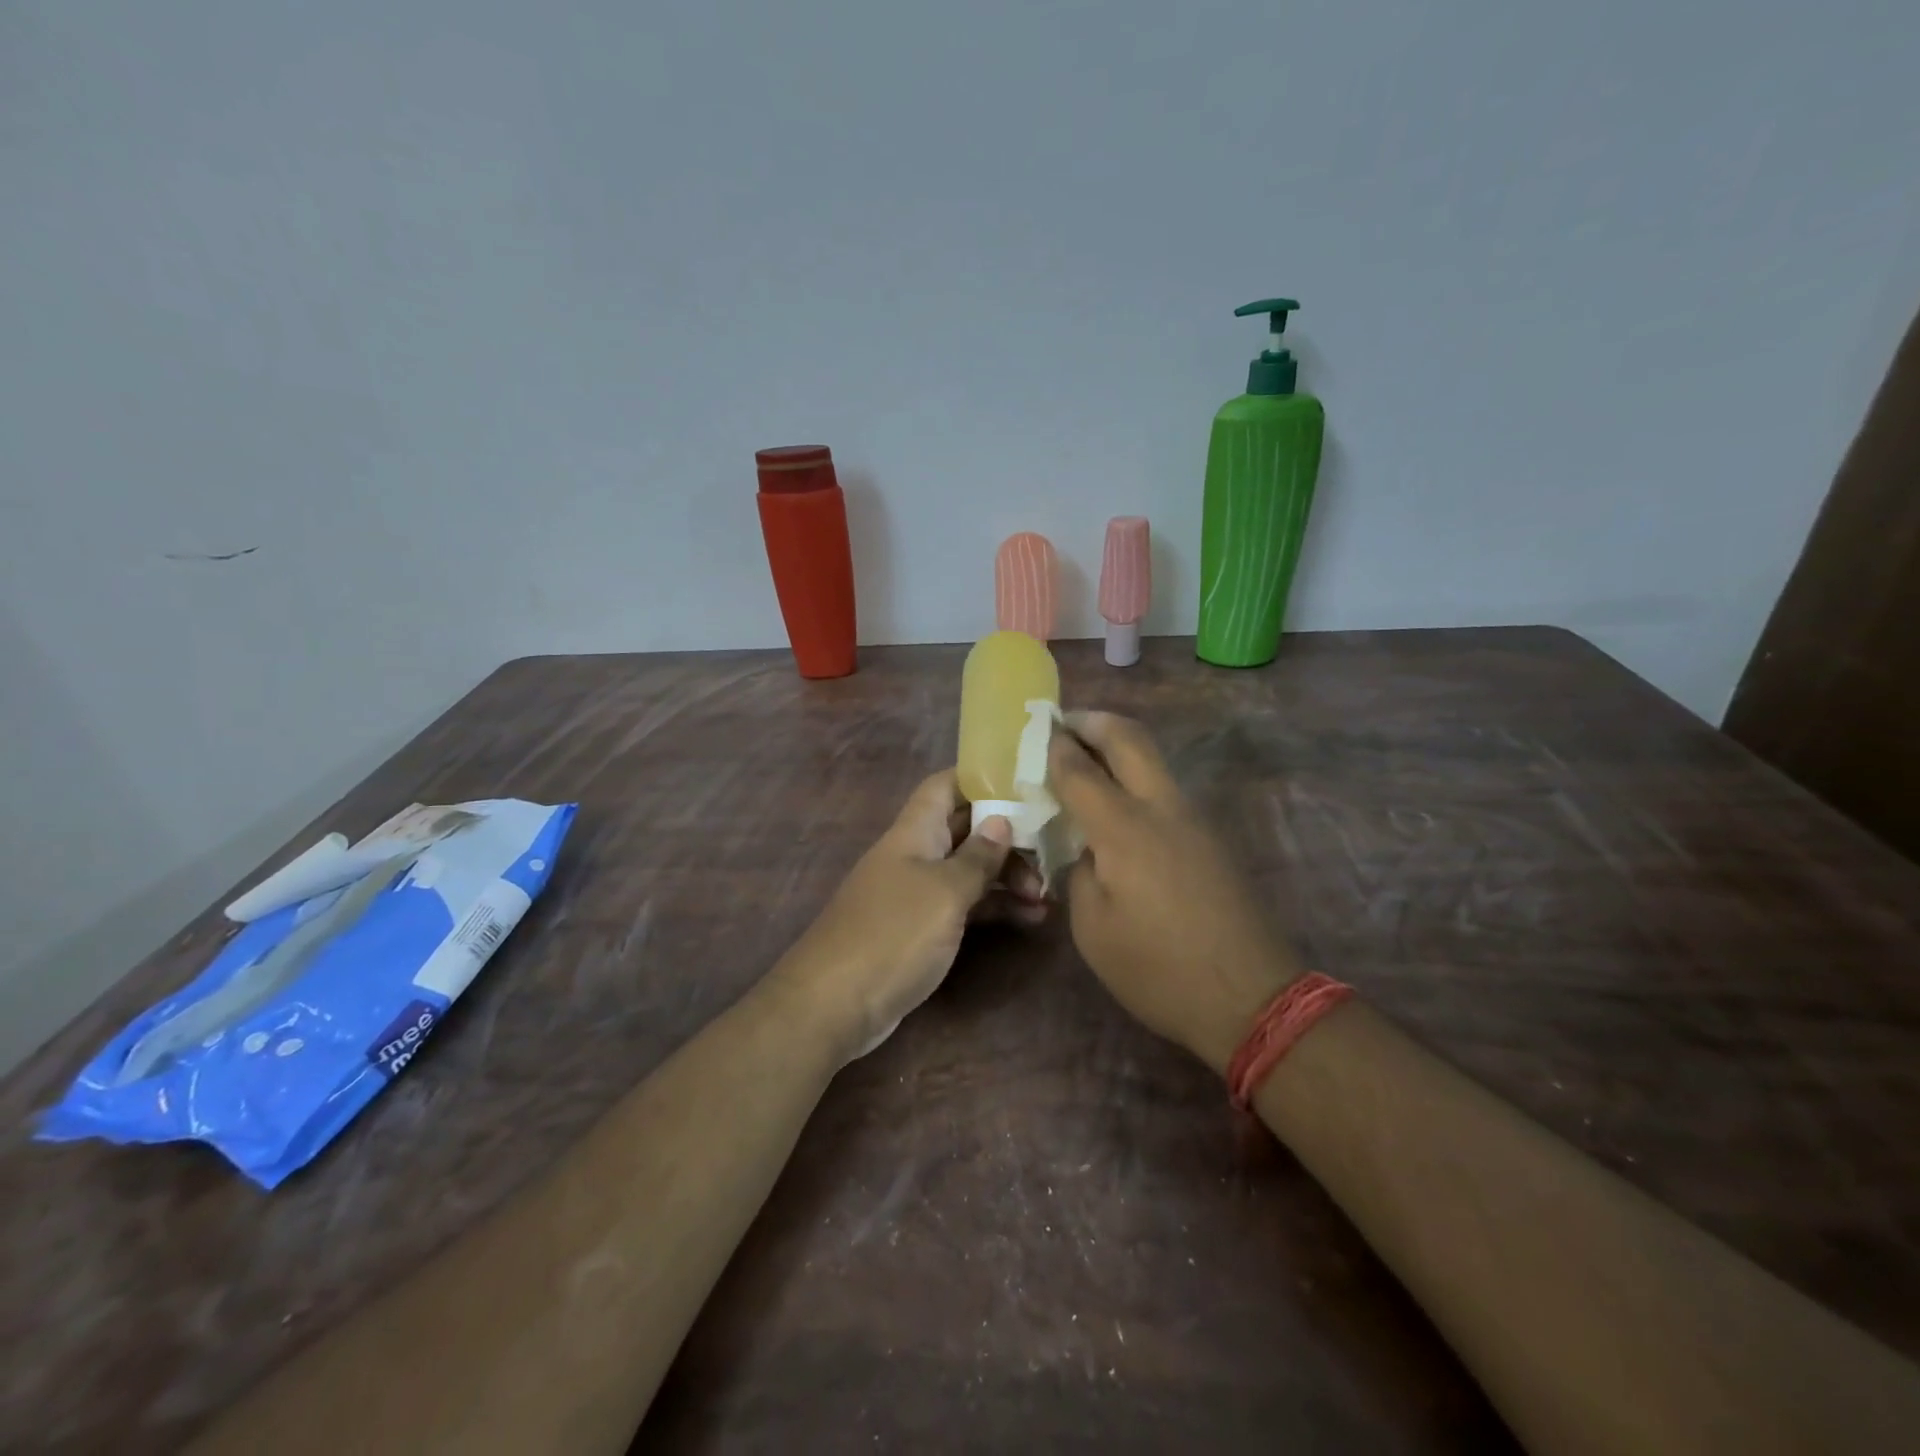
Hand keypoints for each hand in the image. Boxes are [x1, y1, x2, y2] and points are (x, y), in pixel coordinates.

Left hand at [775, 771, 1041, 1059]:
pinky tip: (1028, 919)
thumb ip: (977, 857)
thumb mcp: (945, 892)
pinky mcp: (921, 928)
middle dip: (1008, 837)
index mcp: (915, 831)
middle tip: (1049, 858)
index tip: (1026, 786)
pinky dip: (994, 907)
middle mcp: (915, 853)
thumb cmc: (893, 934)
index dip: (982, 778)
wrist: (834, 1004)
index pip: (947, 785)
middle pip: (966, 828)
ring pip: (969, 869)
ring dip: (1007, 877)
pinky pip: (964, 905)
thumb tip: (1001, 822)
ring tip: (1047, 897)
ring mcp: (917, 892)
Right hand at [1049, 712, 1302, 1074]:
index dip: (1055, 746)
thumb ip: (1081, 874)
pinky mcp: (1211, 838)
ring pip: (1153, 760)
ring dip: (1119, 746)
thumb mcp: (1093, 929)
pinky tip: (1118, 806)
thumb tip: (1088, 850)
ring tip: (1087, 759)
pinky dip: (1136, 777)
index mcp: (1123, 829)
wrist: (1251, 997)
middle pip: (1129, 738)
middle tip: (1066, 724)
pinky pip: (1166, 789)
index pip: (1080, 769)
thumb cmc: (1158, 969)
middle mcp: (1161, 808)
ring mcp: (1194, 819)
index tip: (1038, 731)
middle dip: (1094, 721)